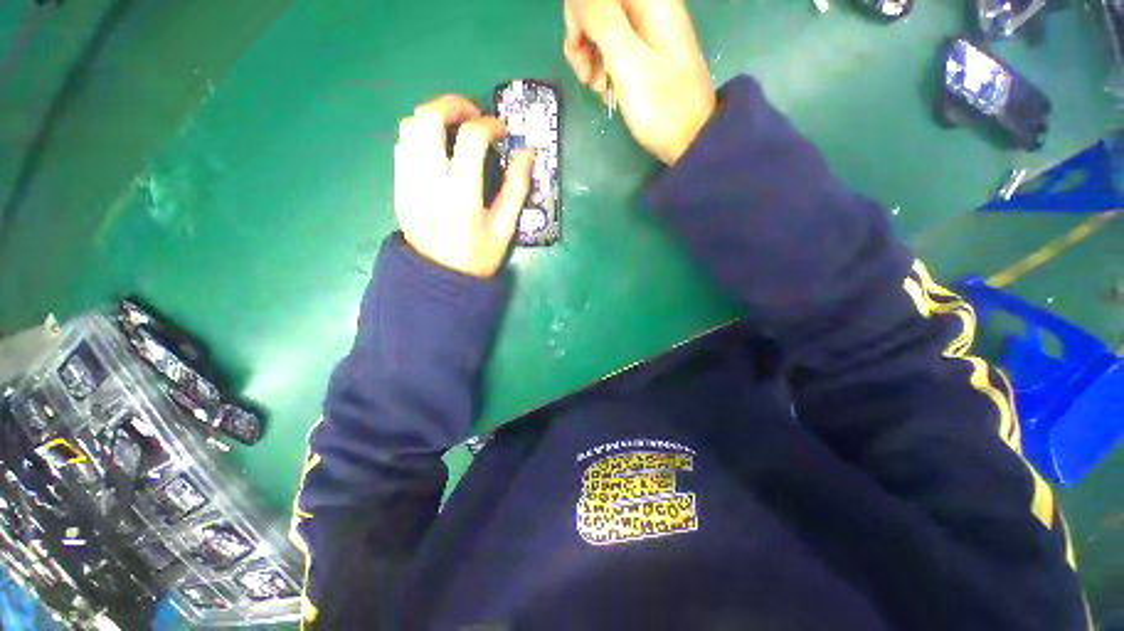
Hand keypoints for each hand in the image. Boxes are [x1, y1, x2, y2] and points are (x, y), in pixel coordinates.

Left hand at [394, 95, 534, 277]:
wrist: (439, 279)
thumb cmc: (477, 257)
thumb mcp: (505, 228)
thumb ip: (517, 188)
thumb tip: (528, 153)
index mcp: (460, 195)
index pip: (470, 139)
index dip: (490, 125)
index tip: (502, 132)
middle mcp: (428, 181)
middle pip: (428, 118)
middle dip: (454, 104)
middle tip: (475, 115)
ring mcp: (407, 182)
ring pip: (410, 126)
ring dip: (435, 116)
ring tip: (456, 128)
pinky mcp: (398, 186)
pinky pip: (402, 145)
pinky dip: (420, 134)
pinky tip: (439, 148)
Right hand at [564, 0, 715, 164]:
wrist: (688, 139)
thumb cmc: (661, 105)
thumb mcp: (628, 61)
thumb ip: (601, 20)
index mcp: (649, 0)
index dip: (579, 15)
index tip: (581, 49)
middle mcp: (646, 7)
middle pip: (595, 7)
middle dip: (582, 39)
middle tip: (588, 76)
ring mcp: (643, 30)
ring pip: (598, 28)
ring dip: (589, 57)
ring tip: (598, 87)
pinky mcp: (640, 52)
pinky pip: (608, 48)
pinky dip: (600, 67)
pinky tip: (605, 88)